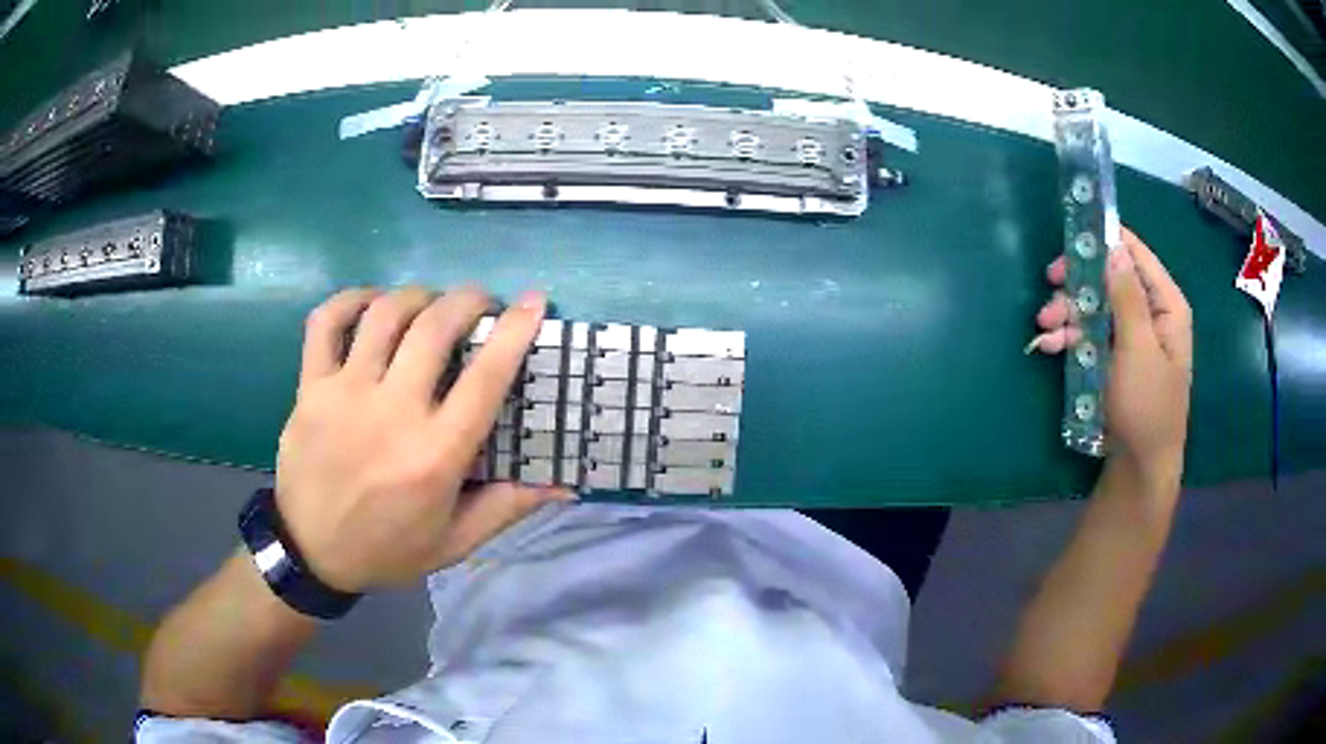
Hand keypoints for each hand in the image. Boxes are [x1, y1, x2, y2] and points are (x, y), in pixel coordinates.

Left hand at [274, 286, 572, 592]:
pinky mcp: (310, 388)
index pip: (485, 378)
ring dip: (417, 296)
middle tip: (480, 302)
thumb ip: (507, 507)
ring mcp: (345, 394)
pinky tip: (371, 303)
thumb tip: (566, 483)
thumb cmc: (388, 549)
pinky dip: (351, 299)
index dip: (515, 331)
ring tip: (430, 303)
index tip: (534, 302)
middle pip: (434, 328)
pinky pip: (326, 322)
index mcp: (435, 455)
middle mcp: (392, 413)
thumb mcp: (454, 542)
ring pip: (385, 315)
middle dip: (467, 300)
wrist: (310, 553)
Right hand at [1030, 228, 1192, 484]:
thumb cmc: (1146, 407)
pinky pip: (1092, 334)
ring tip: (1044, 328)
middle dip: (1078, 284)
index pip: (1135, 254)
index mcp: (1166, 305)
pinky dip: (1070, 337)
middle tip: (1050, 286)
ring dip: (1068, 313)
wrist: (1140, 469)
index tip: (1069, 243)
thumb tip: (1113, 245)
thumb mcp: (1138, 349)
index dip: (1103, 242)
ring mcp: (1133, 338)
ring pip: (1096, 306)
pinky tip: (1049, 346)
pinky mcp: (1116, 359)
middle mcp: (1151, 314)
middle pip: (1110, 278)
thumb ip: (1127, 296)